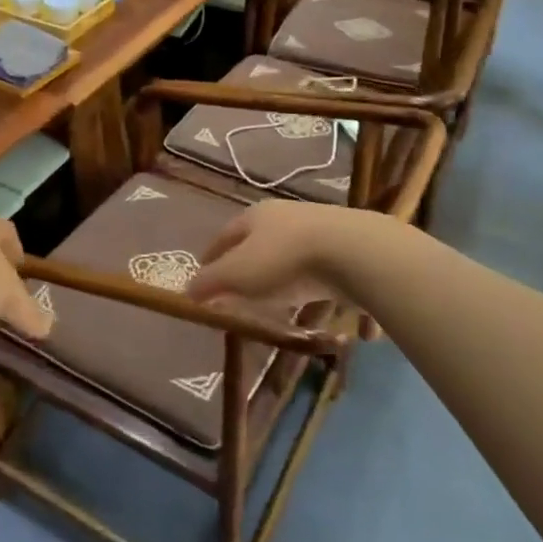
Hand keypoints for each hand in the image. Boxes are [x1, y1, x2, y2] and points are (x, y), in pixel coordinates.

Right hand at [190, 200, 400, 314]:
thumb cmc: (284, 260)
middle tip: (245, 295)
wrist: (355, 252)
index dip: (213, 256)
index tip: (204, 275)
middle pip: (264, 245)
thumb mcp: (237, 275)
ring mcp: (325, 233)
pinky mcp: (354, 253)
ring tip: (293, 313)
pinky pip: (338, 280)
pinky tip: (343, 324)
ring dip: (296, 286)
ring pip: (301, 262)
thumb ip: (211, 283)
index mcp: (257, 217)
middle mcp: (289, 218)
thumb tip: (187, 290)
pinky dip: (336, 299)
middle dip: (254, 271)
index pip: (226, 235)